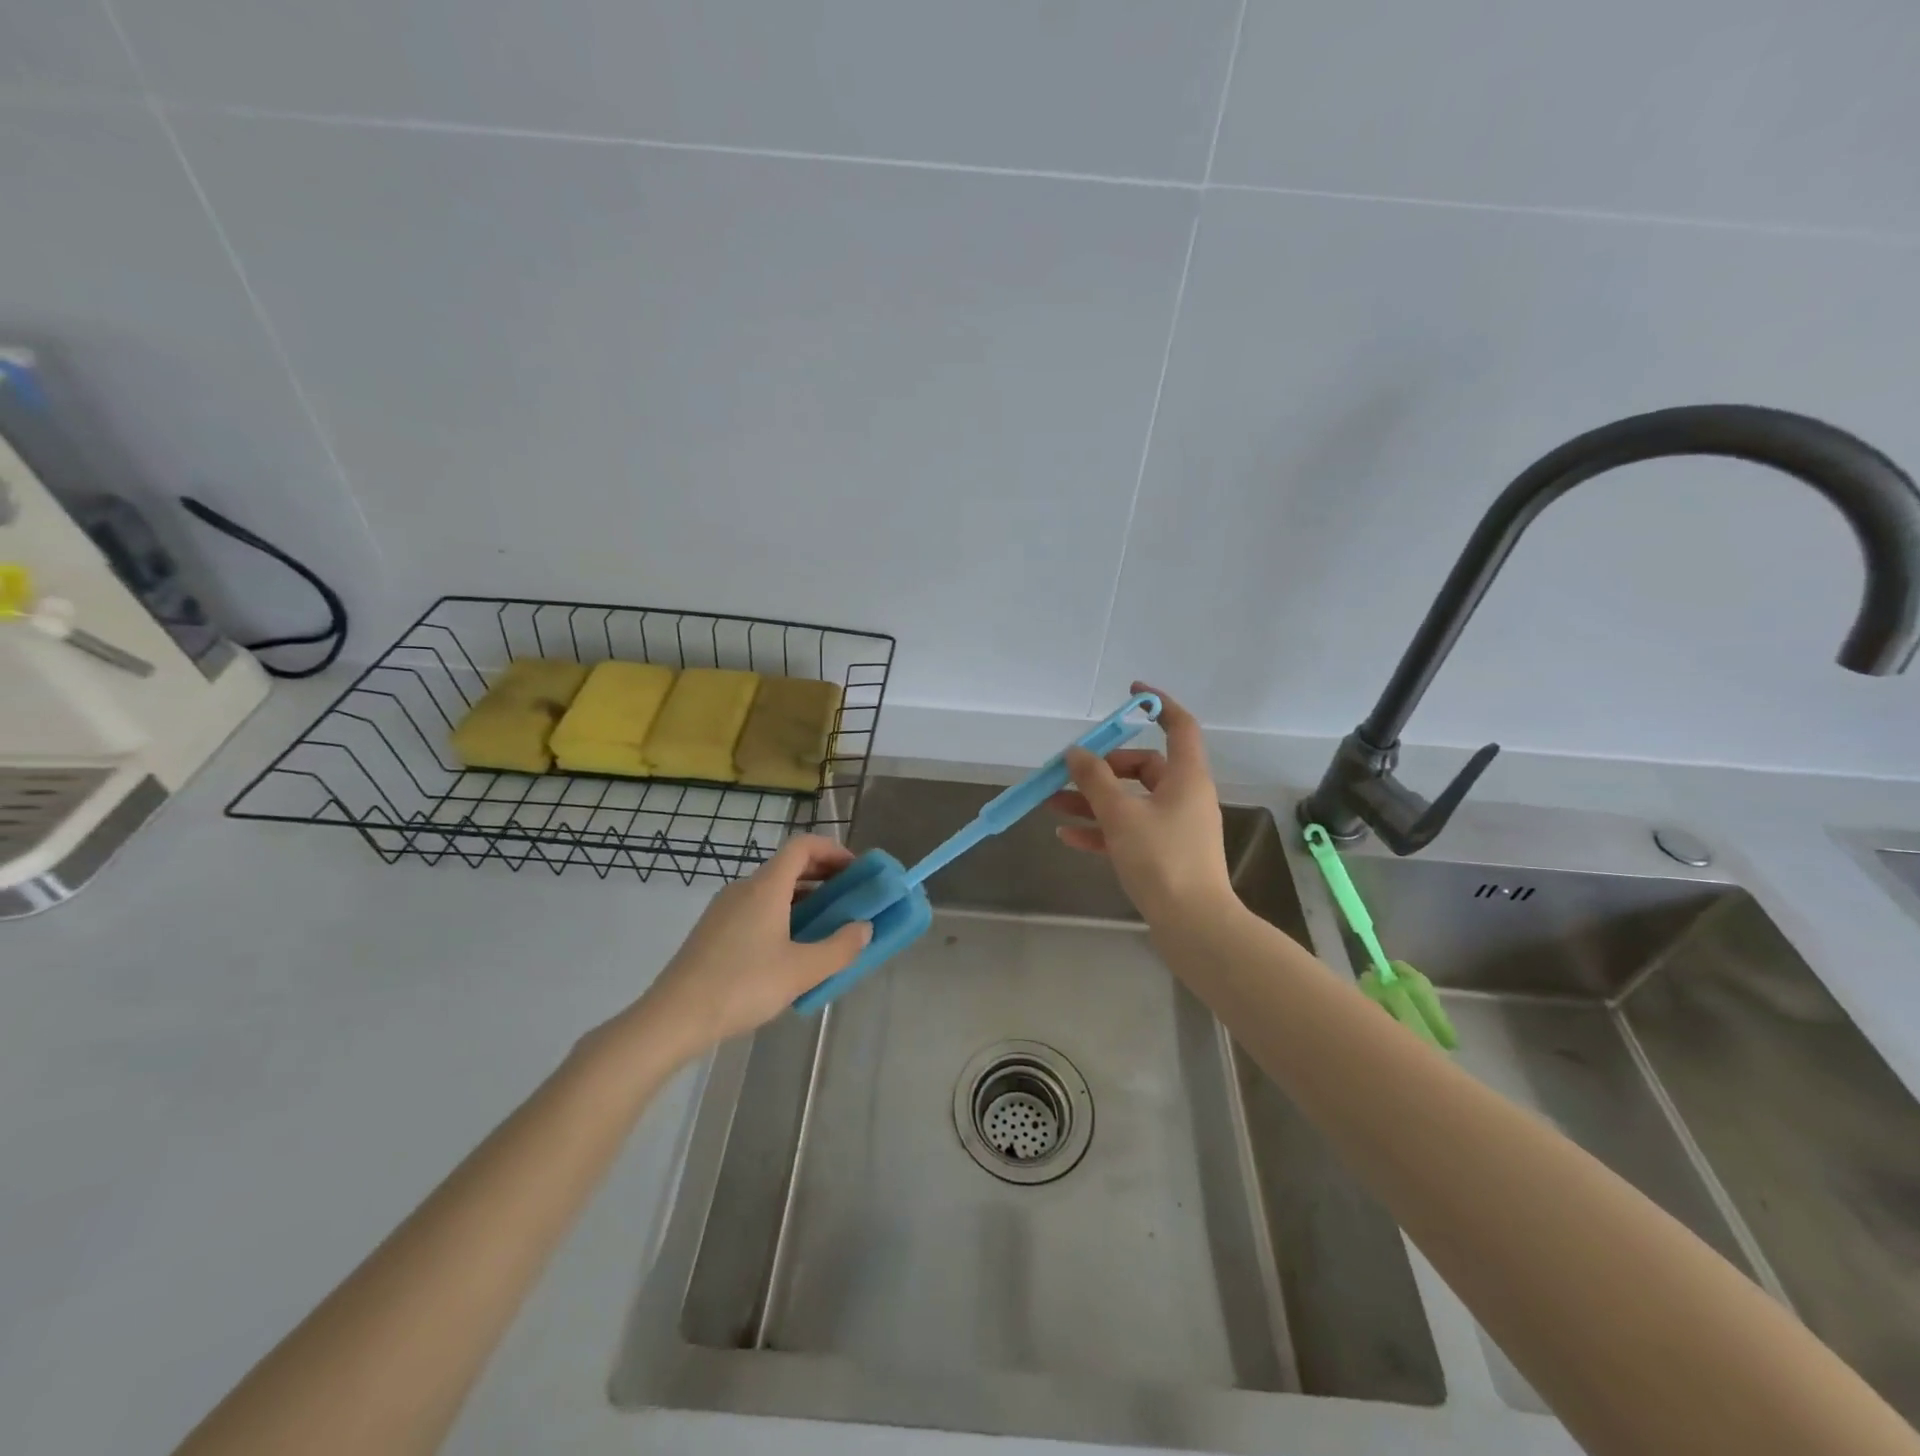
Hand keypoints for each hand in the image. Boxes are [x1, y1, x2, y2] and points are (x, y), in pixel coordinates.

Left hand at [632, 835, 871, 1060]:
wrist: (673, 1018)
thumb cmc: (742, 986)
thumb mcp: (801, 971)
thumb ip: (840, 948)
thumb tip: (864, 928)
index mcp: (766, 887)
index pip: (803, 846)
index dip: (833, 850)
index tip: (857, 871)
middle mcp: (744, 889)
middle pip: (788, 866)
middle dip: (824, 876)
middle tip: (849, 899)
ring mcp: (724, 910)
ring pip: (772, 890)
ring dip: (804, 898)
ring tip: (826, 927)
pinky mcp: (714, 931)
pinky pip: (757, 909)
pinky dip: (783, 915)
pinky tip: (790, 950)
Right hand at [1049, 683, 1234, 925]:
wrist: (1194, 925)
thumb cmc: (1161, 859)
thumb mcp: (1121, 814)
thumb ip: (1095, 780)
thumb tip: (1076, 753)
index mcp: (1186, 777)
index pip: (1179, 726)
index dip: (1157, 706)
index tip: (1130, 695)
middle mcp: (1184, 796)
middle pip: (1143, 766)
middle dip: (1102, 767)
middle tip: (1068, 772)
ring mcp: (1175, 827)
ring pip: (1130, 801)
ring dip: (1093, 800)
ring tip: (1052, 803)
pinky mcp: (1164, 854)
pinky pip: (1128, 831)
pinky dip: (1101, 830)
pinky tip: (1067, 837)